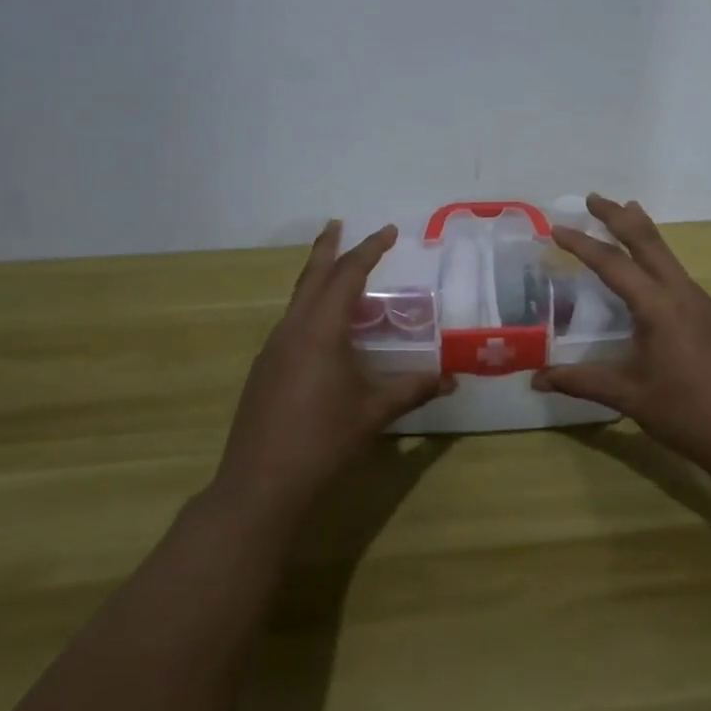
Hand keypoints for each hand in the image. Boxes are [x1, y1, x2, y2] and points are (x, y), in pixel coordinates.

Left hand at [214, 222, 452, 519]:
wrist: (259, 486)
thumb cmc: (322, 442)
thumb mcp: (373, 413)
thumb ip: (412, 390)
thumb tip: (450, 380)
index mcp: (320, 330)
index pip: (348, 275)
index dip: (370, 250)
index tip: (388, 231)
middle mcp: (293, 329)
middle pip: (311, 276)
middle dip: (328, 248)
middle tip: (339, 225)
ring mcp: (273, 349)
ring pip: (297, 300)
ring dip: (317, 279)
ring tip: (339, 275)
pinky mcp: (264, 370)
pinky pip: (291, 323)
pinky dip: (310, 309)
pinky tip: (323, 331)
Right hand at [533, 194, 710, 475]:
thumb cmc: (685, 413)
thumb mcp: (628, 396)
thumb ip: (580, 381)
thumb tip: (536, 379)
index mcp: (657, 307)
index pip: (612, 264)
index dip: (582, 243)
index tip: (556, 227)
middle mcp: (681, 292)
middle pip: (647, 240)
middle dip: (617, 216)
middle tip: (592, 198)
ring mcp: (702, 301)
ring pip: (666, 253)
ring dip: (641, 231)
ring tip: (624, 212)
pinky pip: (677, 272)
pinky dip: (656, 257)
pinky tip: (650, 272)